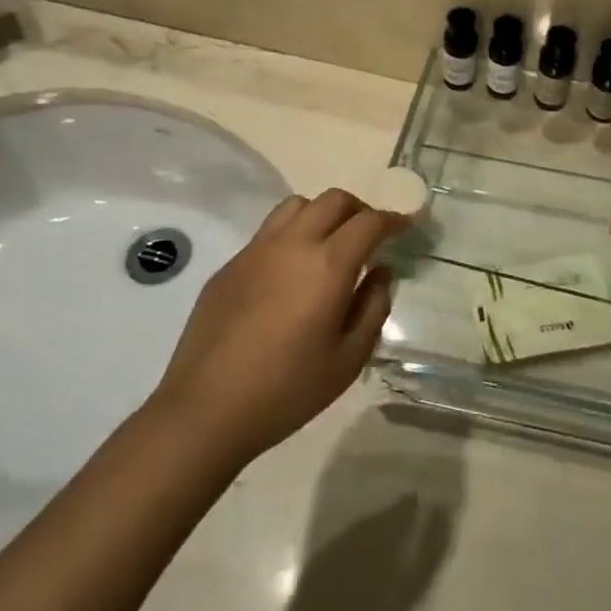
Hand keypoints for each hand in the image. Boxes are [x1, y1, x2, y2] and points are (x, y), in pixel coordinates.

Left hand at [152, 189, 404, 466]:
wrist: (206, 410)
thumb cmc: (287, 390)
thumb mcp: (348, 360)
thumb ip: (373, 308)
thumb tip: (380, 272)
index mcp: (328, 264)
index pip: (369, 221)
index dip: (393, 219)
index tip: (405, 226)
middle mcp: (293, 243)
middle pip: (334, 200)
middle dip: (359, 209)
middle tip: (369, 235)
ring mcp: (257, 249)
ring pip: (297, 205)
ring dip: (322, 214)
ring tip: (328, 244)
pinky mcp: (231, 264)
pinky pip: (268, 231)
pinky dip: (291, 235)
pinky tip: (289, 272)